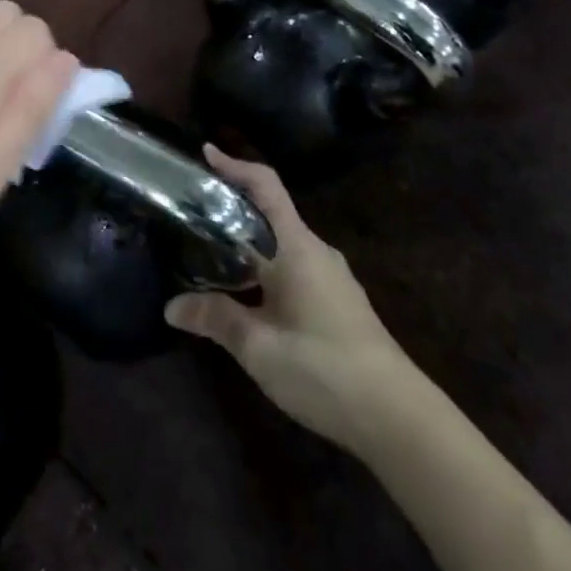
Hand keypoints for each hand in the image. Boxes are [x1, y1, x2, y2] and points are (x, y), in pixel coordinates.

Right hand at [166, 147, 413, 454]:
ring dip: (249, 242)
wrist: (398, 417)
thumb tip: (172, 305)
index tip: (205, 153)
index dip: (235, 165)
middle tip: (193, 213)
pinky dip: (266, 266)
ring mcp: (332, 277)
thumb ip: (216, 319)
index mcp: (296, 247)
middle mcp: (316, 251)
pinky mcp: (339, 302)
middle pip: (270, 213)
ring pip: (282, 244)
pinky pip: (294, 266)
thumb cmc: (324, 368)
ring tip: (212, 254)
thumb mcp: (259, 347)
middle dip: (233, 208)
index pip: (265, 186)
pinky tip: (248, 295)